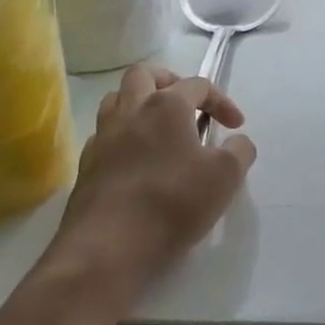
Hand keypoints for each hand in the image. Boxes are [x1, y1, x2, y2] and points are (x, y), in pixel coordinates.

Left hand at [42, 63, 256, 306]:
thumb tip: (238, 142)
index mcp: (166, 105)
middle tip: (187, 105)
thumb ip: (239, 152)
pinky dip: (122, 137)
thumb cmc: (172, 203)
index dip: (222, 101)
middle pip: (144, 74)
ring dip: (139, 104)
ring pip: (116, 100)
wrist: (106, 249)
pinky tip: (136, 161)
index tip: (236, 127)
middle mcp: (131, 111)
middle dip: (169, 81)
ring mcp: (103, 138)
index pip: (198, 85)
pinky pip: (104, 136)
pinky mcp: (86, 167)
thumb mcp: (225, 177)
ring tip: (159, 128)